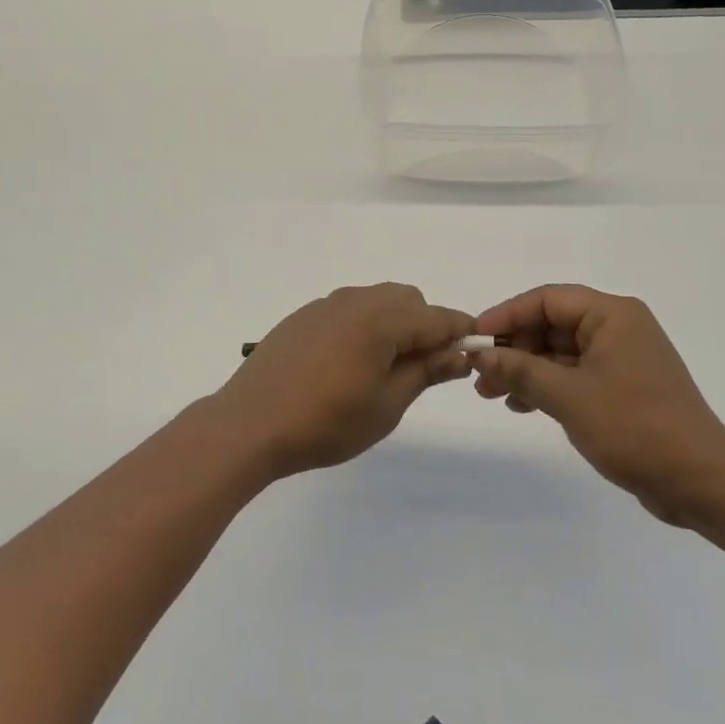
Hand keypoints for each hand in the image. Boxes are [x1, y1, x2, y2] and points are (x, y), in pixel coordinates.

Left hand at [211, 284, 473, 479]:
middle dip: (425, 326)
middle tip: (423, 369)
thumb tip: (459, 354)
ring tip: (385, 369)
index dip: (461, 332)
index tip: (474, 352)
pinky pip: (348, 309)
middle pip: (408, 300)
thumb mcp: (386, 405)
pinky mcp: (304, 316)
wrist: (250, 423)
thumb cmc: (326, 422)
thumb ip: (425, 372)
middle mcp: (356, 300)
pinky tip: (348, 363)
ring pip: (377, 300)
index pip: (437, 317)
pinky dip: (364, 325)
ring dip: (394, 323)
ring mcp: (326, 304)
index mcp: (382, 319)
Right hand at [470, 285, 724, 527]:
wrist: (703, 483)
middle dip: (513, 347)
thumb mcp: (569, 396)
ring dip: (525, 369)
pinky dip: (547, 386)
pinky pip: (576, 374)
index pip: (546, 299)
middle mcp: (619, 327)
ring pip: (561, 352)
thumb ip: (521, 370)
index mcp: (612, 314)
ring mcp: (623, 358)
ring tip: (491, 393)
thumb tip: (481, 354)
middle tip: (479, 374)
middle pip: (552, 324)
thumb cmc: (635, 427)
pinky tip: (521, 405)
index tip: (474, 339)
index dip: (506, 316)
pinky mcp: (625, 387)